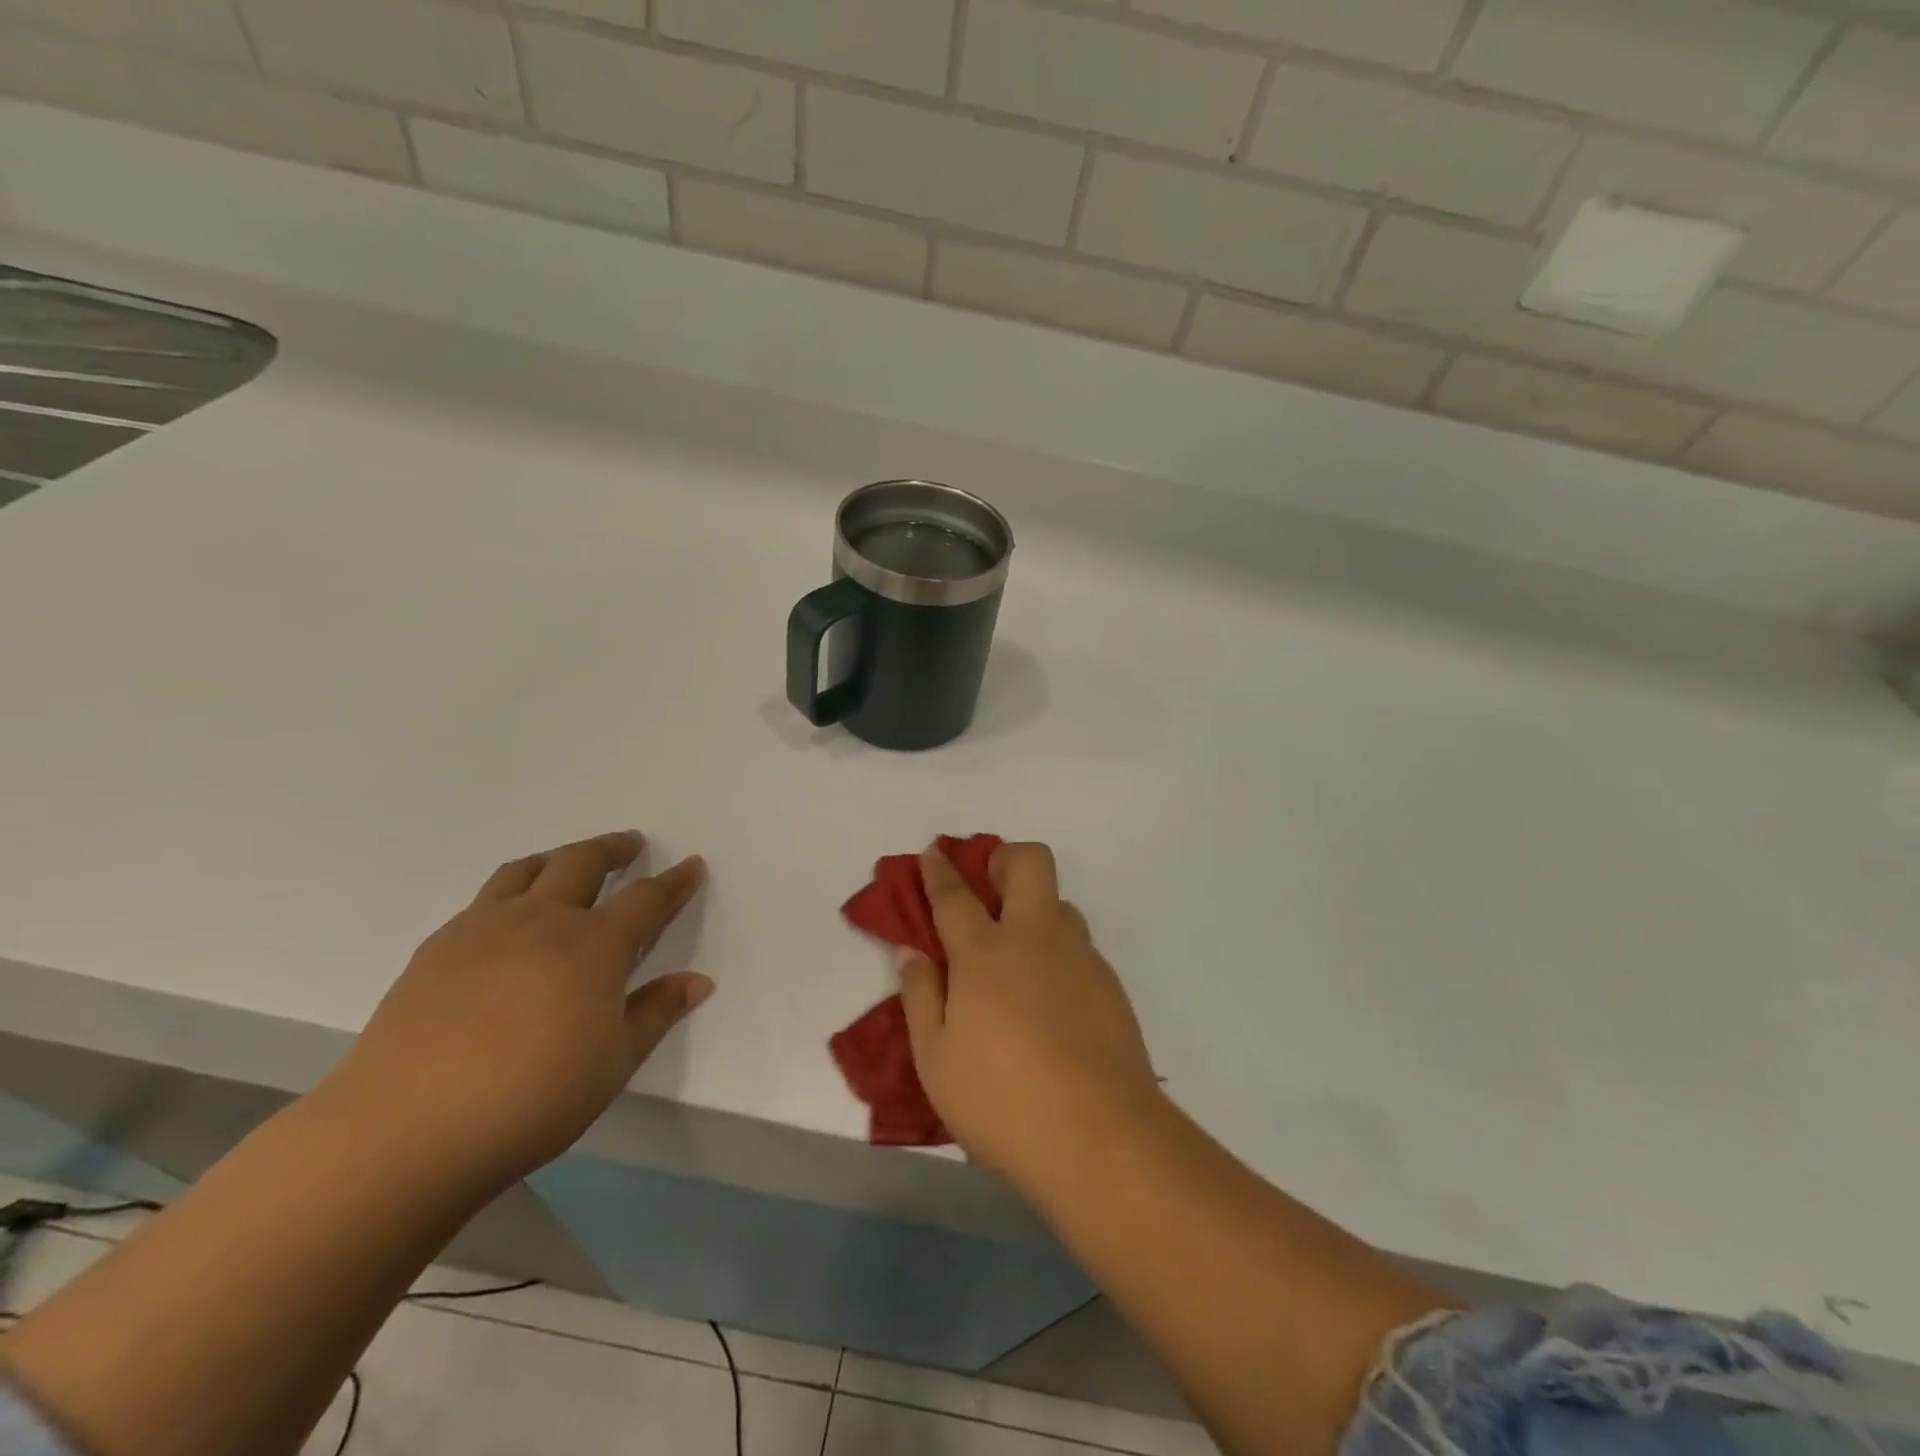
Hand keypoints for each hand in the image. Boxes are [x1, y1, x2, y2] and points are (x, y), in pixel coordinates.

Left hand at [327, 831, 710, 1194]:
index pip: (647, 899)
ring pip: (527, 870)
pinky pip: (484, 898)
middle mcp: (543, 920)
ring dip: (558, 858)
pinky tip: (507, 921)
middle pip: (583, 862)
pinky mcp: (438, 947)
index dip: (674, 881)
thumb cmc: (533, 1099)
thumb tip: (699, 981)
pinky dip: (511, 890)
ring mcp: (484, 928)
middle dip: (613, 848)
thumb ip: (657, 1012)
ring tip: (567, 864)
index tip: (691, 864)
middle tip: (630, 844)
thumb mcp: (614, 1062)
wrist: (405, 1130)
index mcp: (595, 945)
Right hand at [899, 842, 1162, 1194]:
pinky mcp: (1110, 985)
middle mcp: (1036, 938)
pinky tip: (1050, 1002)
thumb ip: (921, 996)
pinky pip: (1080, 947)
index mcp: (985, 953)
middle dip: (1005, 858)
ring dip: (1036, 909)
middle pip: (1030, 863)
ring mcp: (1080, 958)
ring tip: (1017, 956)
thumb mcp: (936, 1059)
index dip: (940, 870)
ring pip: (1061, 904)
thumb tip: (912, 952)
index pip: (956, 895)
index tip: (934, 853)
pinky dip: (1058, 953)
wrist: (1101, 1138)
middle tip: (988, 887)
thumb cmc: (1001, 1101)